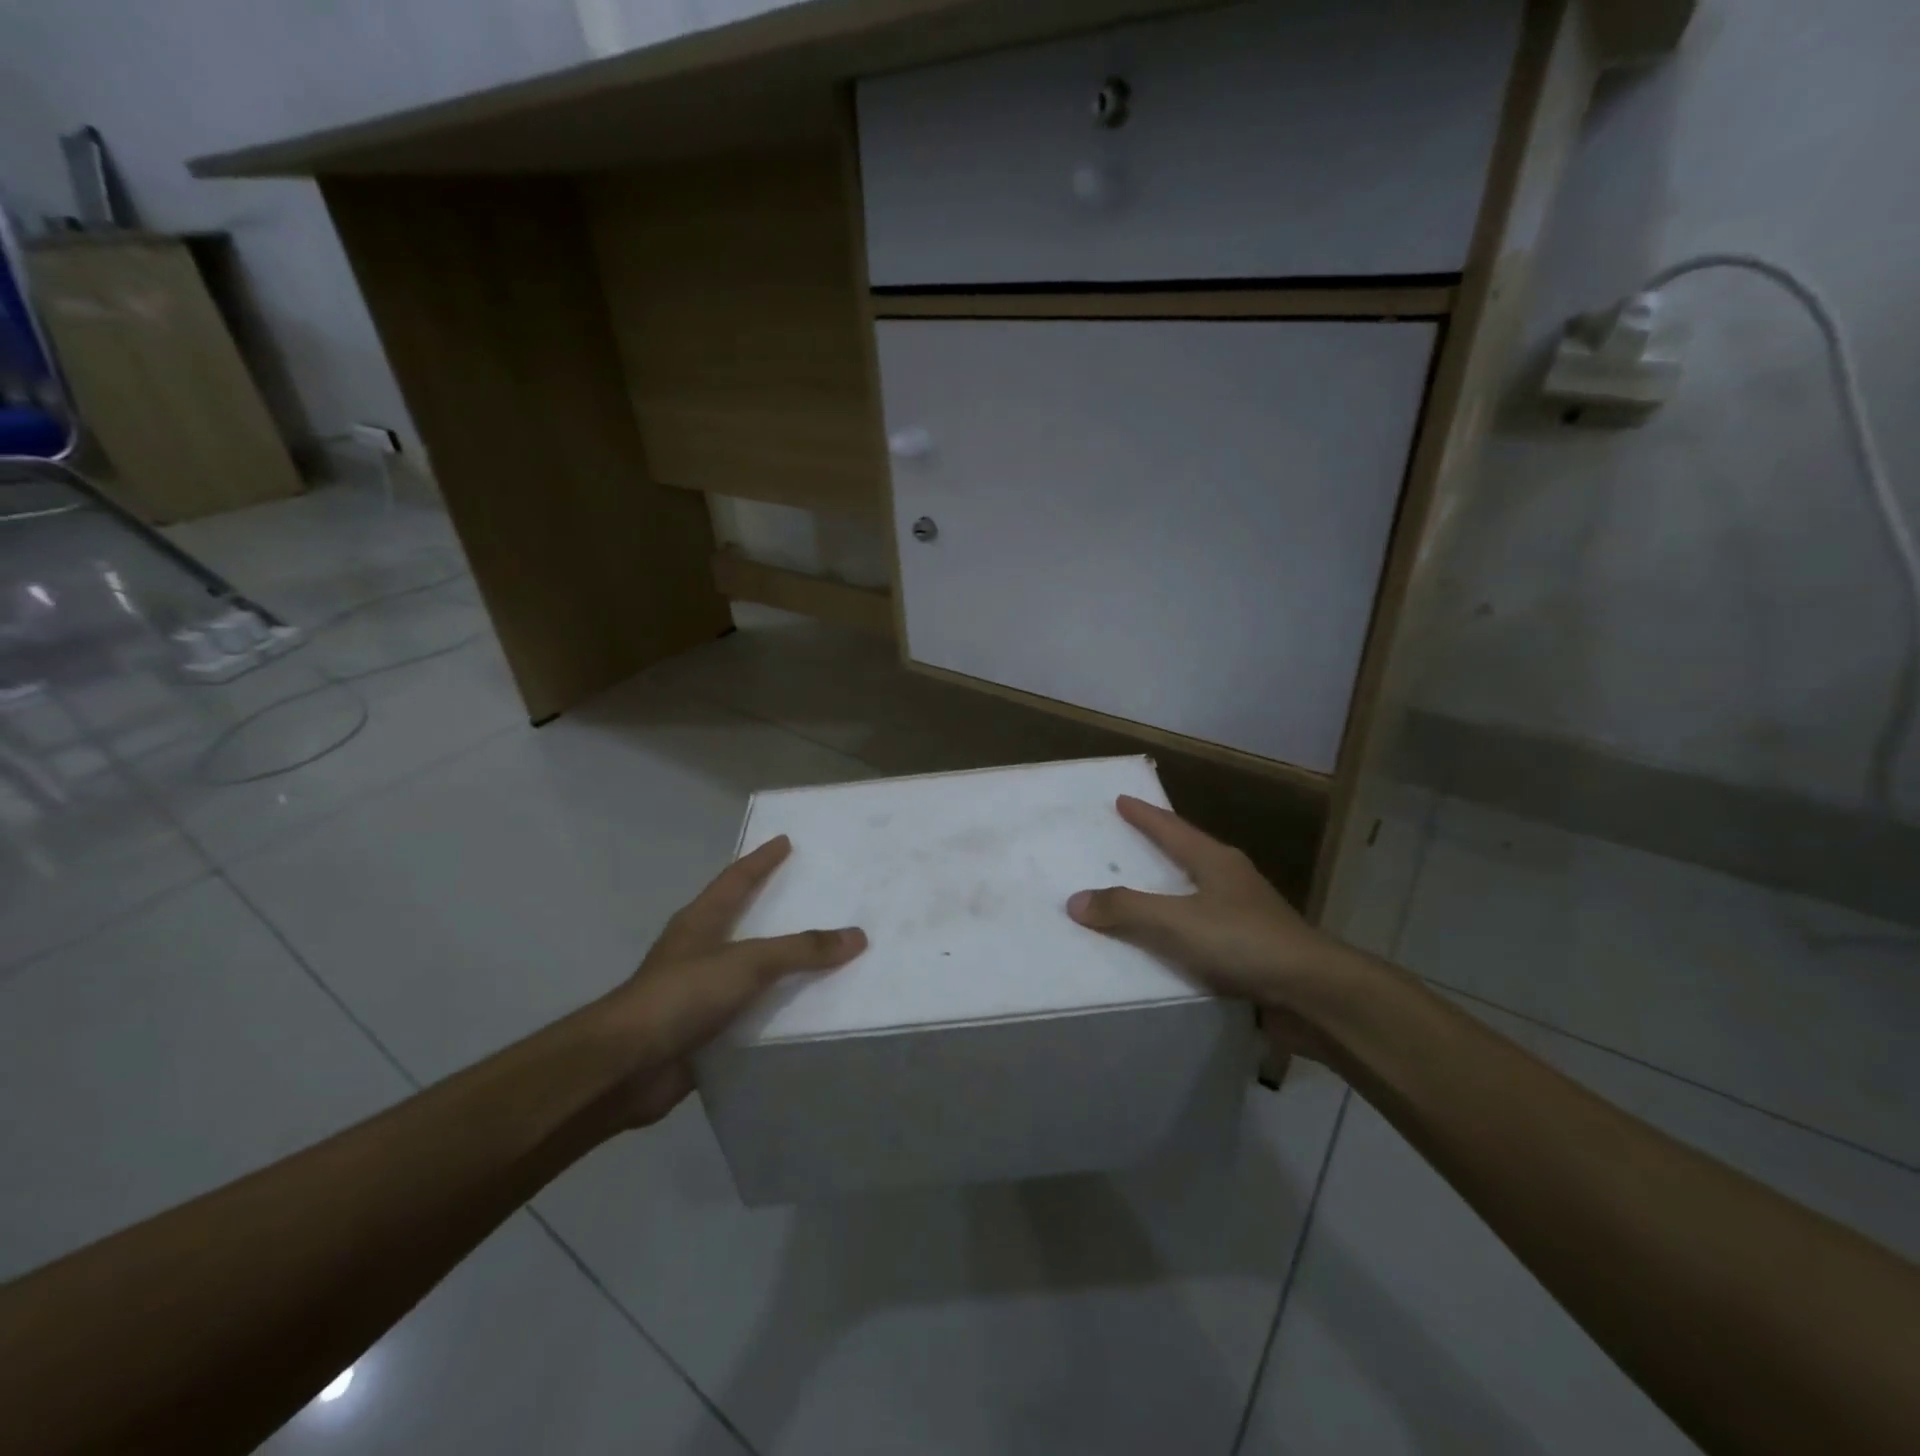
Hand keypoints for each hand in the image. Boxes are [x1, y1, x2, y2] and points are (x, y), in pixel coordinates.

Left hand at [600, 836, 866, 1125]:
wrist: (626, 1066)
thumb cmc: (682, 995)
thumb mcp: (747, 963)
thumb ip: (801, 950)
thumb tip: (857, 936)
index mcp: (701, 921)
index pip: (736, 878)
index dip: (761, 859)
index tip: (784, 841)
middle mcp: (699, 950)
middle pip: (743, 919)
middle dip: (774, 908)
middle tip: (814, 895)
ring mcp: (699, 992)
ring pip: (750, 969)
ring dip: (780, 964)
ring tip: (823, 955)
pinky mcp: (704, 1030)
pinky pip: (751, 1011)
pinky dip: (775, 1009)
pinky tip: (804, 1011)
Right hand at [1066, 795, 1349, 1019]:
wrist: (1314, 994)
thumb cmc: (1244, 942)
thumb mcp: (1177, 922)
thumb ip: (1126, 910)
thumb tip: (1076, 901)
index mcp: (1216, 861)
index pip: (1172, 828)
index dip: (1144, 815)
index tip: (1122, 799)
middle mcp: (1232, 881)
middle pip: (1187, 854)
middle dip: (1157, 847)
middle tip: (1125, 841)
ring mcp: (1246, 915)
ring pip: (1197, 893)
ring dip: (1169, 891)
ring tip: (1138, 893)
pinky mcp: (1252, 950)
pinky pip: (1203, 930)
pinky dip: (1180, 929)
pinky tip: (1165, 944)